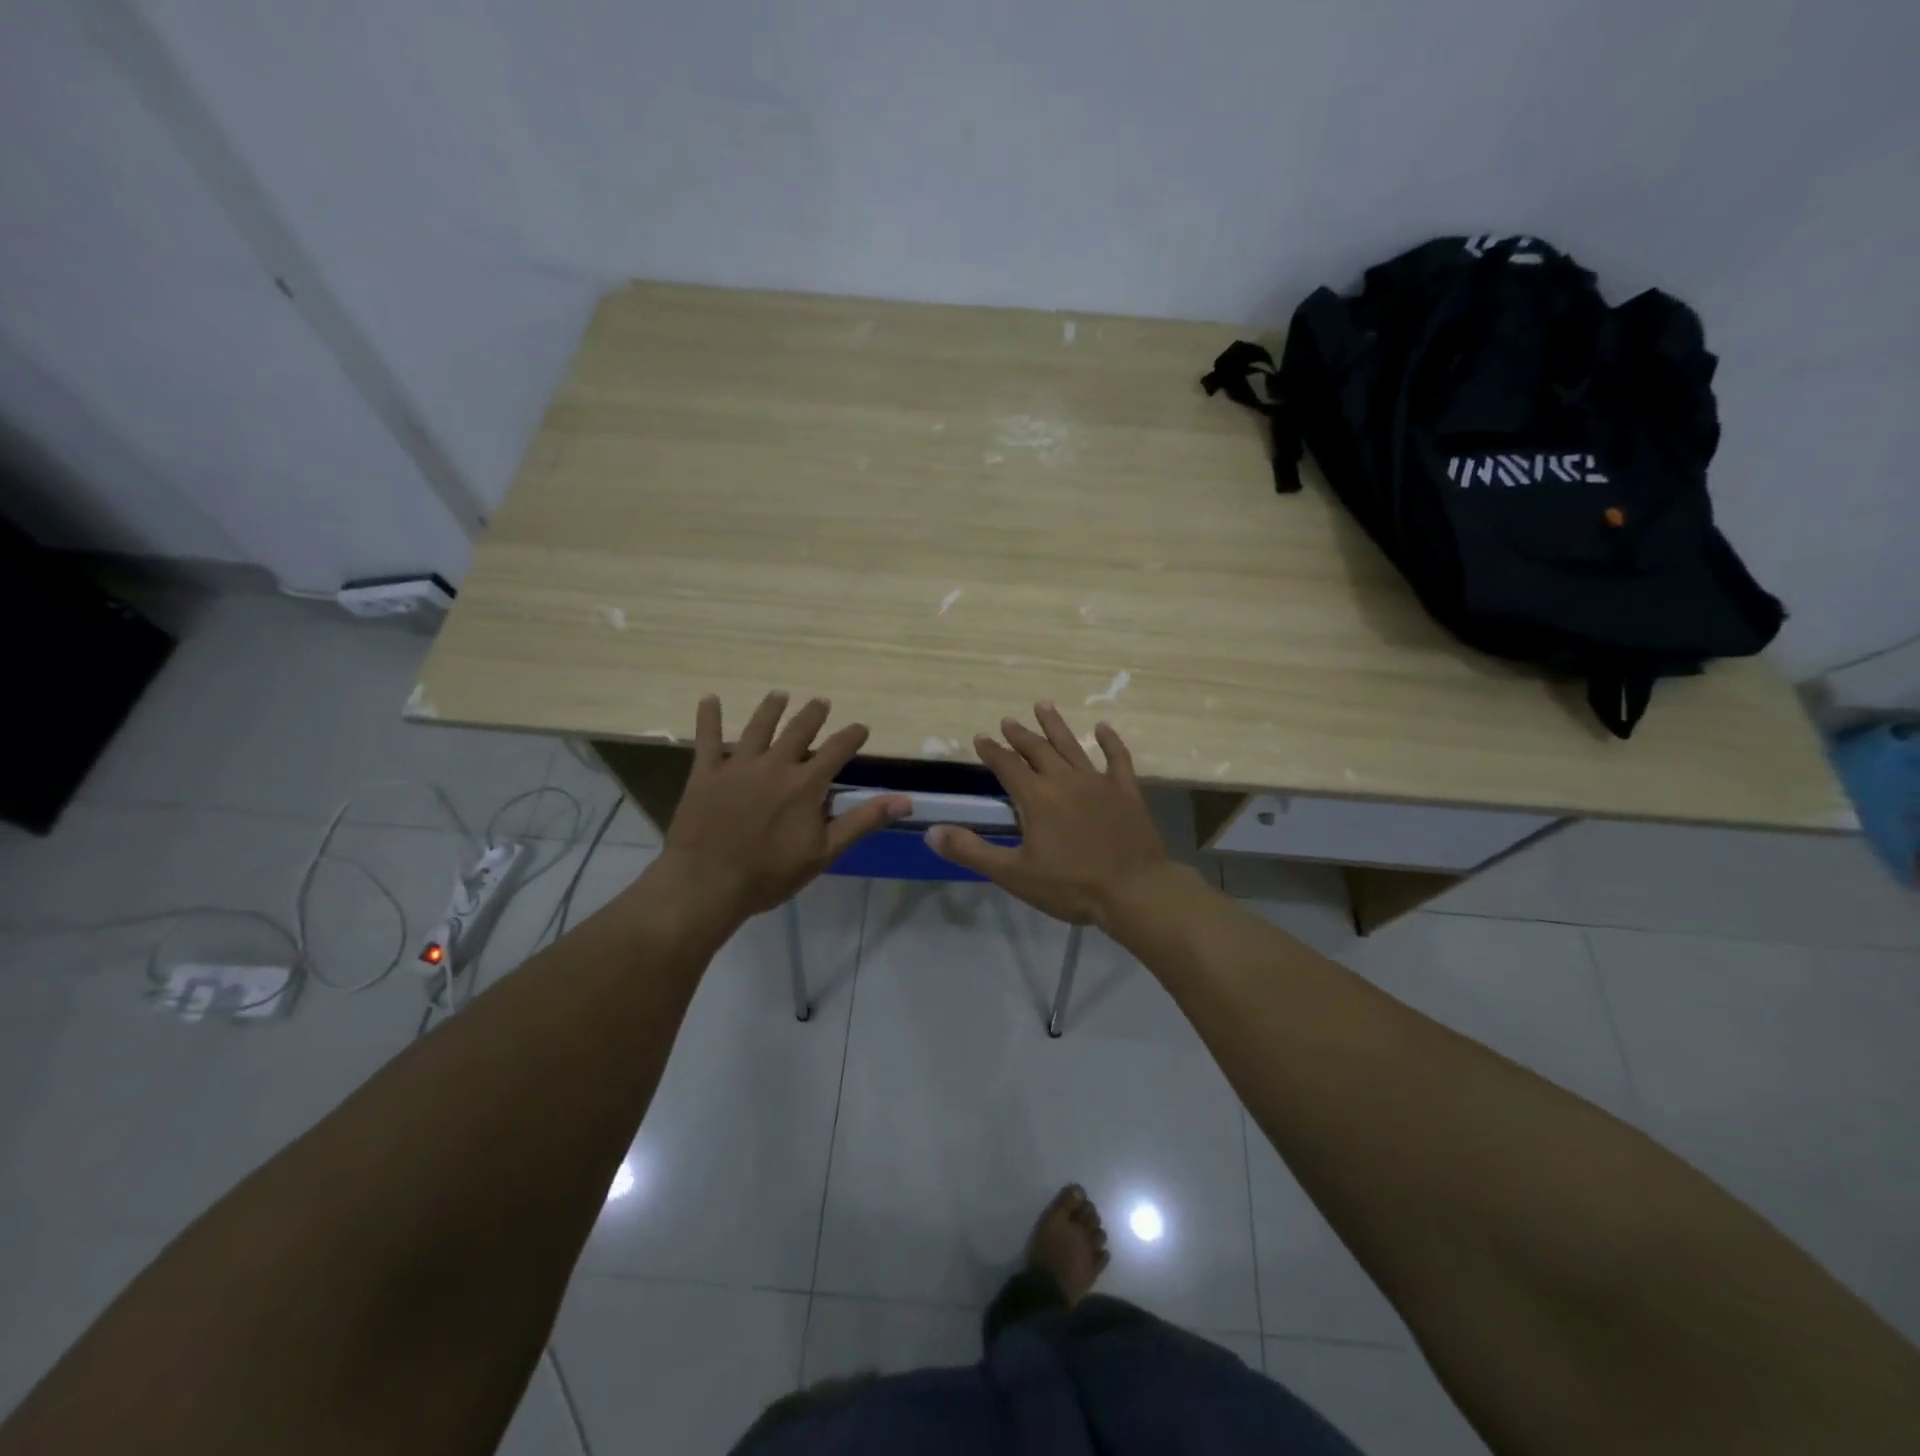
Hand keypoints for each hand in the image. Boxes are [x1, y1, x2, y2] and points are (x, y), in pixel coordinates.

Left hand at [663, 691, 909, 918]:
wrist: (709, 882)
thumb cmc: (771, 873)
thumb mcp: (825, 852)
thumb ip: (863, 821)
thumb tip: (905, 800)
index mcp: (806, 784)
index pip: (837, 750)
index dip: (852, 736)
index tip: (861, 727)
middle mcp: (775, 765)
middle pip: (798, 730)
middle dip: (813, 714)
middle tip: (821, 701)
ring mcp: (738, 765)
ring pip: (758, 727)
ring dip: (771, 708)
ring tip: (780, 694)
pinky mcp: (706, 773)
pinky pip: (707, 738)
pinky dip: (709, 717)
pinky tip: (710, 699)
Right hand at [927, 703, 1170, 925]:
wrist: (1134, 891)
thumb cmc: (1070, 886)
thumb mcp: (1013, 874)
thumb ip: (971, 851)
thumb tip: (931, 831)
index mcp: (1036, 797)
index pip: (1007, 765)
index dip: (992, 751)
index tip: (980, 738)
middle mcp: (1065, 780)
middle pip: (1038, 749)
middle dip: (1020, 735)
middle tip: (1008, 720)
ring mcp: (1098, 782)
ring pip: (1072, 746)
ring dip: (1055, 726)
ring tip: (1043, 705)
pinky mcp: (1126, 792)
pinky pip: (1117, 758)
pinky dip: (1110, 741)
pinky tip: (1103, 728)